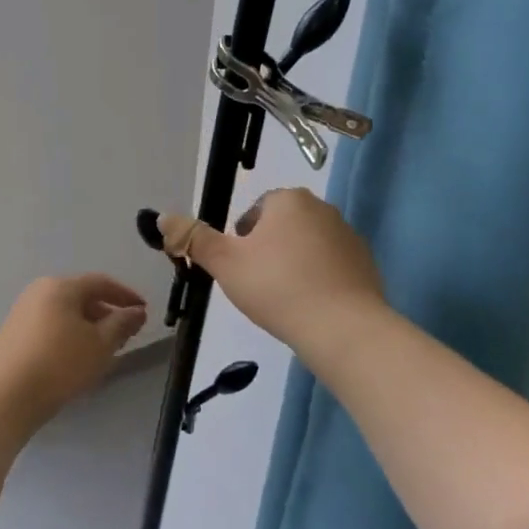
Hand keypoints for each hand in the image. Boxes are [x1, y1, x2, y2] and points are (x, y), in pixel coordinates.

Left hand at [0, 273, 149, 420]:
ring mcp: (22, 312)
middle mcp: (39, 291)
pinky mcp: (13, 333)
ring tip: (104, 348)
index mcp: (61, 286)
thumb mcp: (100, 345)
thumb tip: (137, 311)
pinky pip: (50, 325)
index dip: (126, 295)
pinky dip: (69, 335)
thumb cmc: (60, 364)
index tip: (144, 310)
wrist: (5, 397)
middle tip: (126, 333)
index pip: (101, 283)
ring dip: (88, 326)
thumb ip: (122, 324)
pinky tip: (77, 357)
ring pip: (65, 312)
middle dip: (107, 313)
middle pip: (81, 296)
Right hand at [157, 189, 387, 358]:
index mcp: (288, 200)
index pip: (256, 211)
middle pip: (282, 226)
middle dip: (268, 251)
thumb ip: (193, 239)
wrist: (343, 329)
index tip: (239, 269)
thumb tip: (162, 218)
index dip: (241, 240)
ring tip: (284, 299)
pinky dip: (320, 281)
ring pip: (308, 246)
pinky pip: (332, 267)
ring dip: (294, 265)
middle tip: (258, 285)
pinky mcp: (366, 264)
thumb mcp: (225, 263)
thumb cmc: (277, 288)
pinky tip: (311, 307)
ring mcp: (349, 236)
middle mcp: (322, 208)